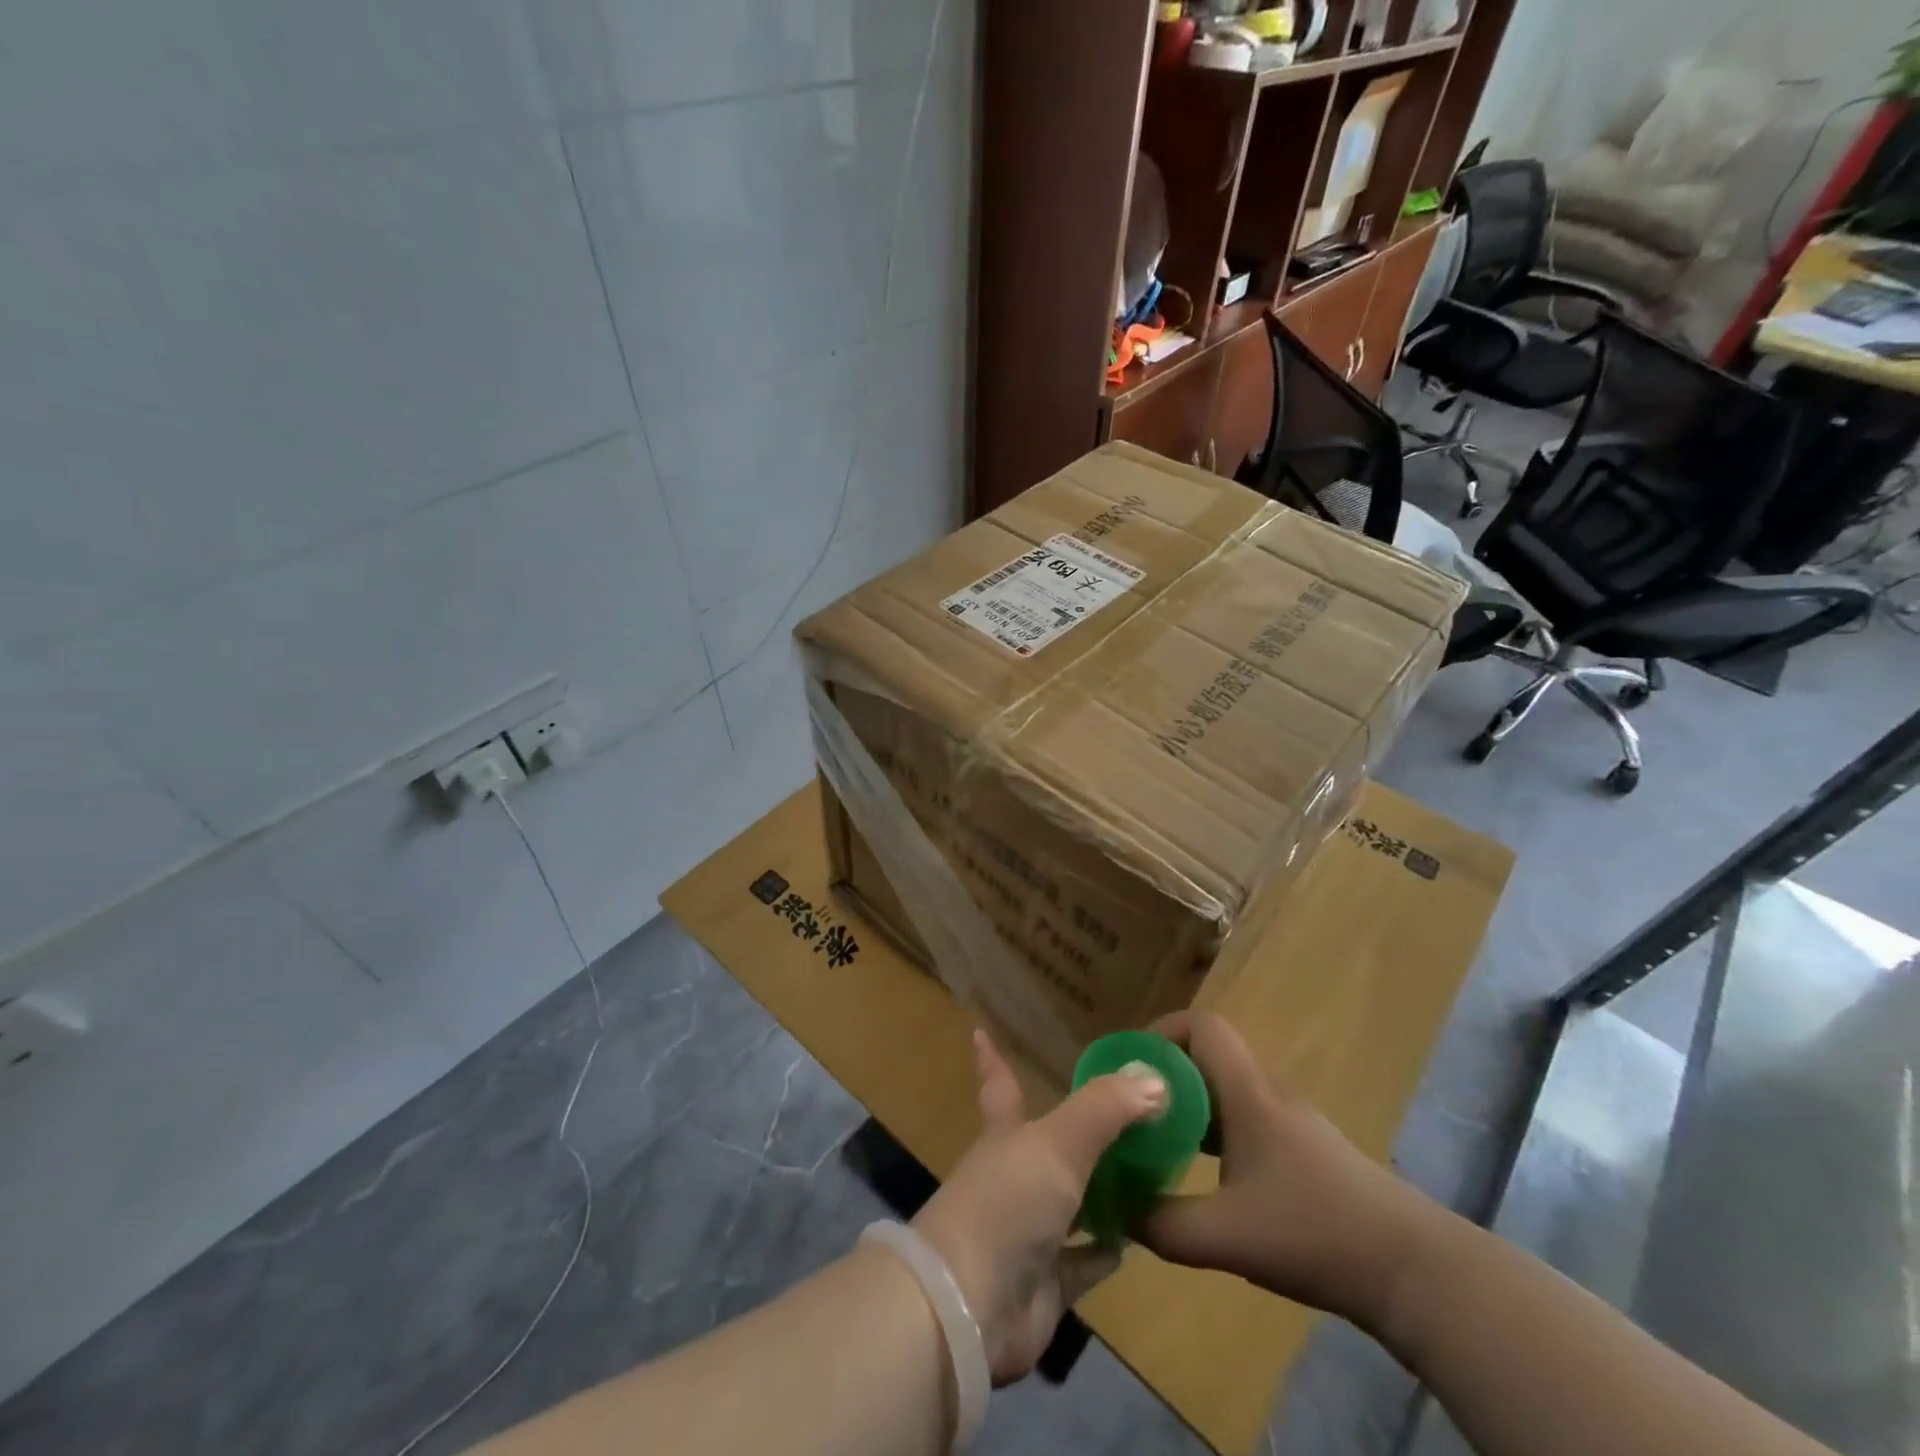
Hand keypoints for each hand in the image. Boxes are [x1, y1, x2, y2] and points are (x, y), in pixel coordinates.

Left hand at [911, 1028, 1165, 1383]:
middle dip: (1076, 1131)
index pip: (1000, 1084)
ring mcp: (1026, 1232)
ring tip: (1143, 1172)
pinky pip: (1081, 1263)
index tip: (978, 1030)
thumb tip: (1153, 1075)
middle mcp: (1013, 1177)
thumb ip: (1105, 1108)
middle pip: (1046, 1146)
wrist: (969, 1305)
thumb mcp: (1058, 1142)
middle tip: (1122, 1113)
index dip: (992, 1058)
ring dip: (1099, 1190)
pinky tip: (1131, 1240)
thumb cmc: (1007, 1202)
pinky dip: (1103, 1251)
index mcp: (1006, 1135)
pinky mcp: (1044, 1285)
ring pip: (1068, 1202)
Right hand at [1136, 1011, 1440, 1334]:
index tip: (1131, 1067)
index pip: (1203, 1025)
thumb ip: (1162, 1223)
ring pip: (1226, 1091)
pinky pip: (1246, 1120)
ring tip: (1158, 1142)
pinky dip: (1215, 1132)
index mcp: (1248, 1093)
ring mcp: (1291, 1123)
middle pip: (1208, 1056)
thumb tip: (1117, 1210)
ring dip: (1189, 1106)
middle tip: (1132, 1110)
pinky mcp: (1305, 1152)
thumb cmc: (1315, 1232)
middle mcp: (1268, 1094)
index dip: (1161, 1032)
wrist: (1413, 1270)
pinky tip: (1206, 1177)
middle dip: (1165, 1075)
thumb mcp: (1226, 1236)